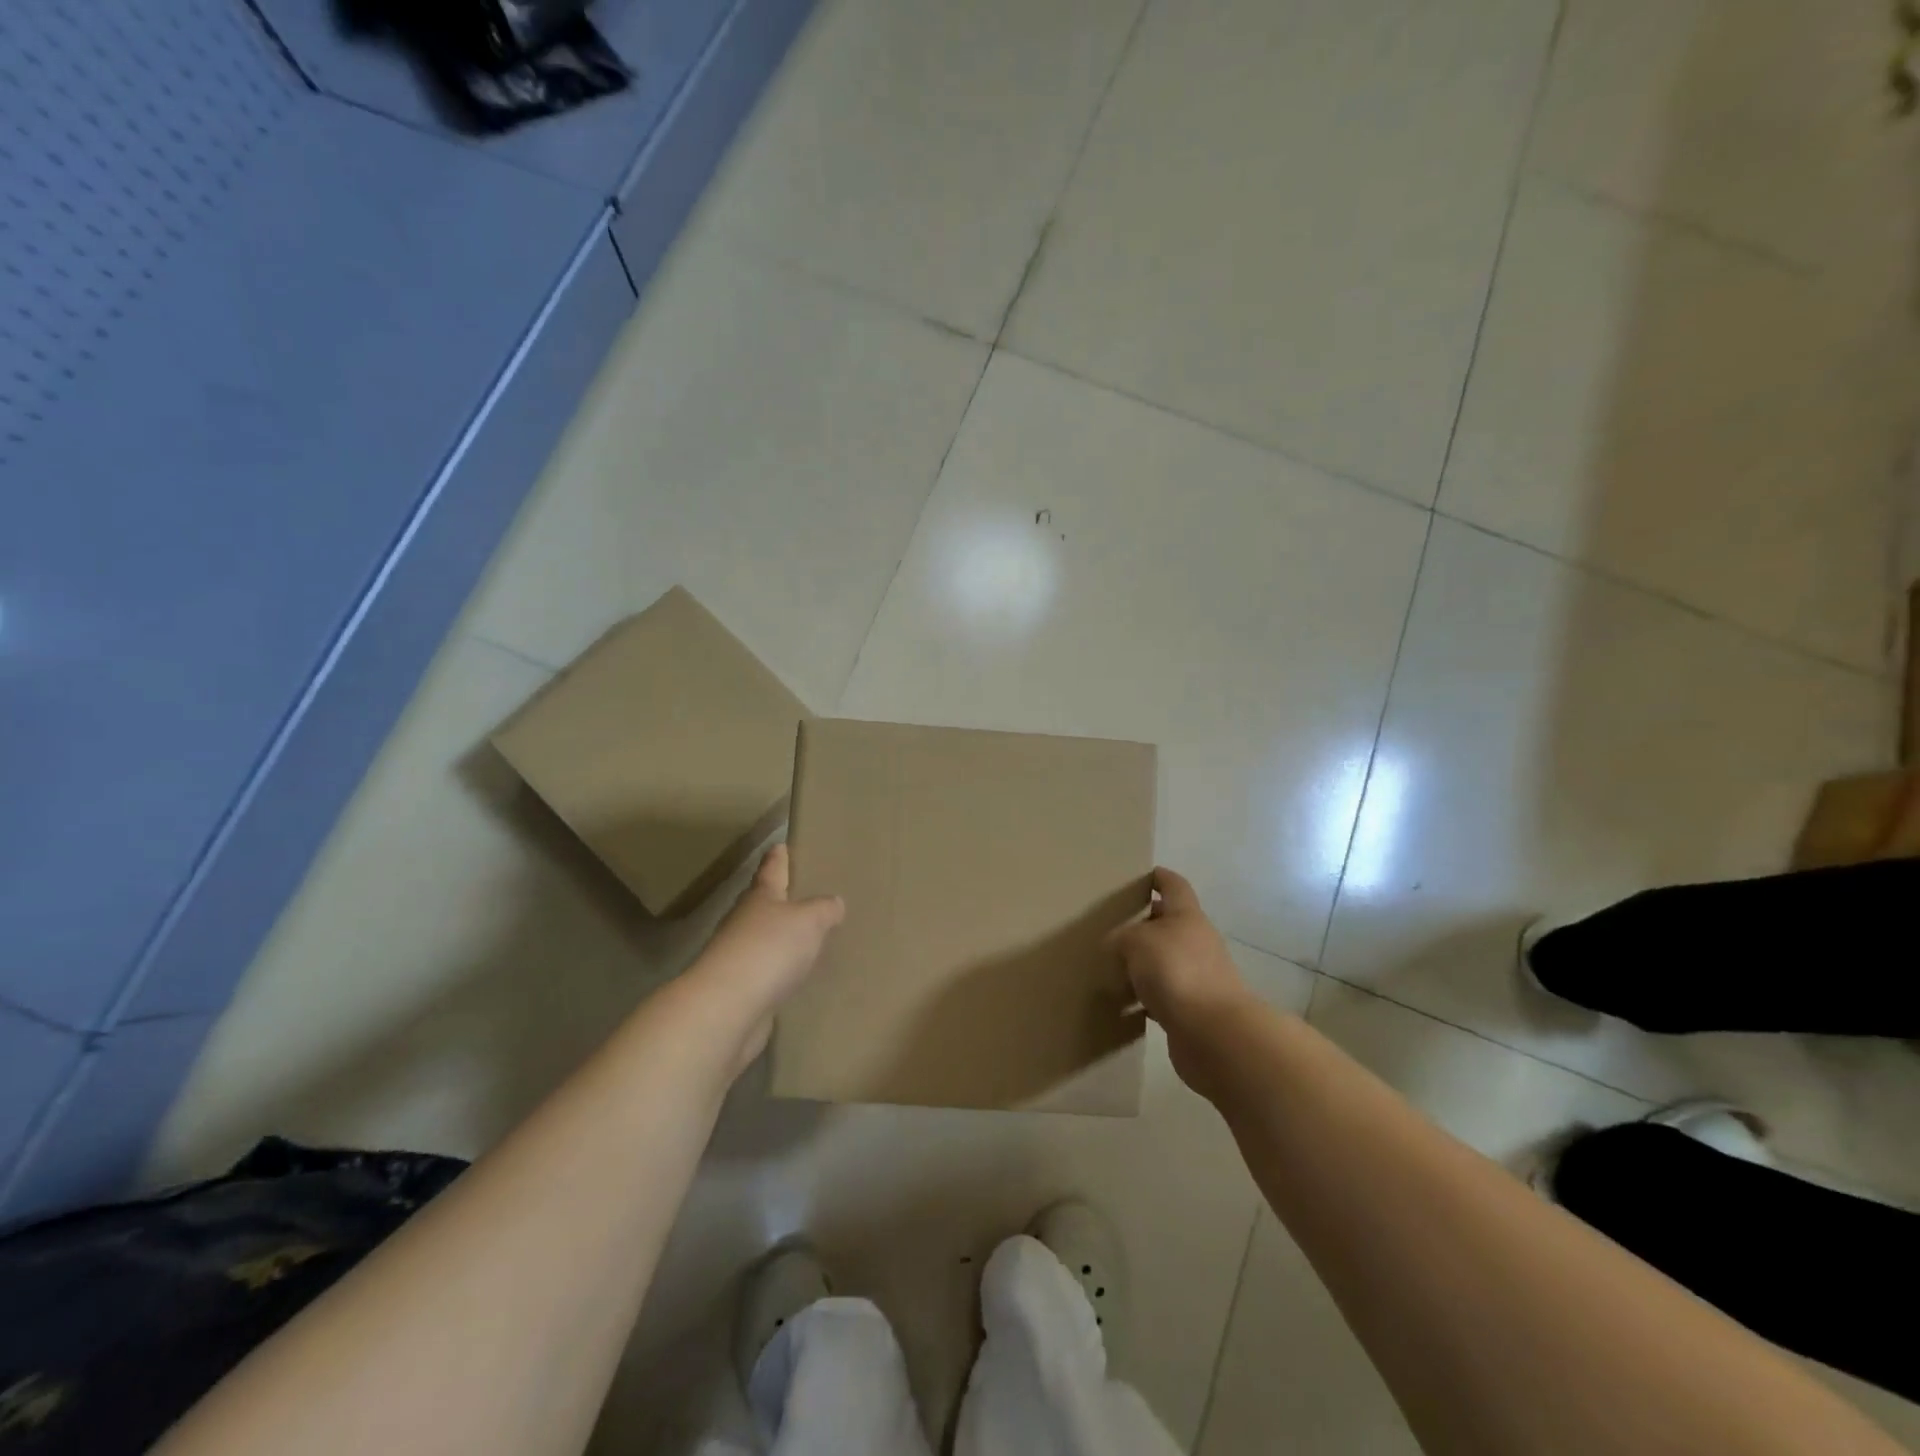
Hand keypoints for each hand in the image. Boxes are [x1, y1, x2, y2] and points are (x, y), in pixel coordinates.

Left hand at [695, 844, 844, 1070]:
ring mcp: (741, 958)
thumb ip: (824, 909)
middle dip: (784, 899)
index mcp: (761, 898)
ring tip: (812, 936)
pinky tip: (800, 974)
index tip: (780, 845)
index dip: (778, 857)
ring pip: (767, 939)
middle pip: (766, 905)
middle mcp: (746, 923)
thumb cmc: (769, 949)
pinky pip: (770, 972)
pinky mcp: (744, 990)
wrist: (729, 1008)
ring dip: (785, 938)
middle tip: (809, 894)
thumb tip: (834, 902)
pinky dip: (783, 970)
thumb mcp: (809, 920)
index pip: (772, 869)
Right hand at [1113, 868, 1256, 1070]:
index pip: (1174, 886)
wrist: (1213, 1034)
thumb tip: (1116, 945)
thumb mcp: (1136, 942)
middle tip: (1114, 924)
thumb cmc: (1176, 972)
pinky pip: (1165, 994)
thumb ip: (1121, 937)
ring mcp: (1199, 976)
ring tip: (1114, 965)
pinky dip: (1147, 996)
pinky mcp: (1194, 1009)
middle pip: (1170, 924)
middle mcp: (1197, 942)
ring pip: (1166, 960)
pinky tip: (1126, 1003)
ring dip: (1145, 963)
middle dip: (1145, 923)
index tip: (1142, 875)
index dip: (1159, 878)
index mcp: (1187, 916)